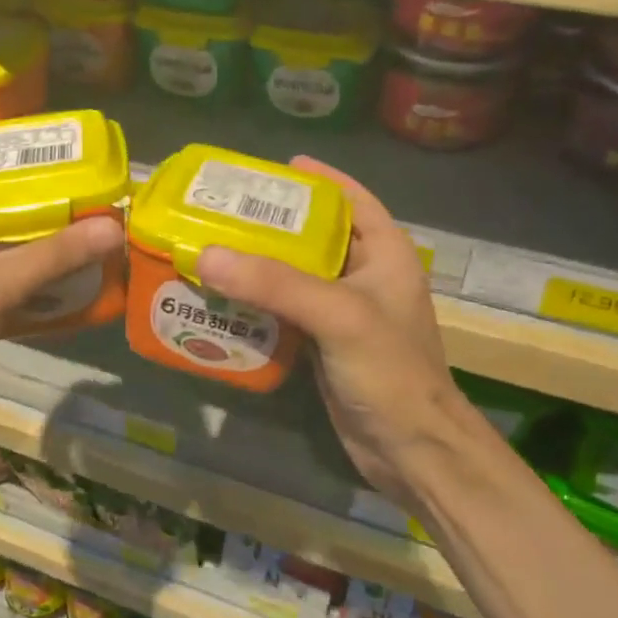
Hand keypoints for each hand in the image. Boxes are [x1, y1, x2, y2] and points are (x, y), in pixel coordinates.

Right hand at [196, 158, 469, 509]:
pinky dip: (257, 304)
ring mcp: (344, 314)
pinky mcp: (324, 345)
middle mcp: (366, 277)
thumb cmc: (390, 371)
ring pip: (296, 276)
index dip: (320, 179)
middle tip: (226, 209)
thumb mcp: (338, 315)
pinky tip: (222, 299)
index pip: (353, 200)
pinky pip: (285, 312)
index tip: (278, 166)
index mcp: (386, 254)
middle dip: (274, 222)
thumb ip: (275, 283)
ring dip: (259, 265)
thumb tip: (207, 254)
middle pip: (316, 236)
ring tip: (214, 247)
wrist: (410, 451)